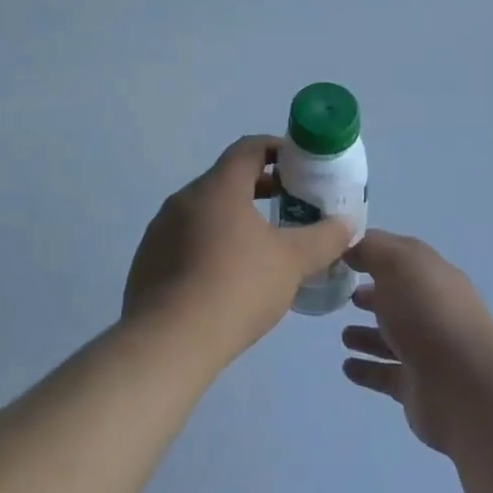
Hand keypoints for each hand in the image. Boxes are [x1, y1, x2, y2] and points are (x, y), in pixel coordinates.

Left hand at [124, 136, 349, 363]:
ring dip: (234, 219)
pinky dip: (210, 245)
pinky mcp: (147, 263)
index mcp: (218, 187)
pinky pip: (185, 241)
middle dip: (260, 188)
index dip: (278, 150)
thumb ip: (324, 238)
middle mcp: (184, 199)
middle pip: (227, 179)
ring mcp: (160, 231)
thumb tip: (346, 225)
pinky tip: (226, 278)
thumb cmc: (236, 287)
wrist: (167, 344)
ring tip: (261, 246)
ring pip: (205, 212)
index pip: (249, 148)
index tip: (301, 166)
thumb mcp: (292, 262)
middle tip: (289, 205)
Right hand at [340, 231, 492, 454]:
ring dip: (367, 334)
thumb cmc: (428, 314)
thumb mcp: (398, 264)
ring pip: (392, 337)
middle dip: (372, 294)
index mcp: (433, 275)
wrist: (463, 387)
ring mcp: (427, 350)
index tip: (340, 255)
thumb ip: (371, 249)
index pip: (401, 256)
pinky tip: (347, 366)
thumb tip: (351, 247)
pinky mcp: (418, 386)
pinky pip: (386, 373)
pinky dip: (367, 369)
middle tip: (341, 294)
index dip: (372, 252)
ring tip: (343, 335)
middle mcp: (434, 309)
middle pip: (398, 297)